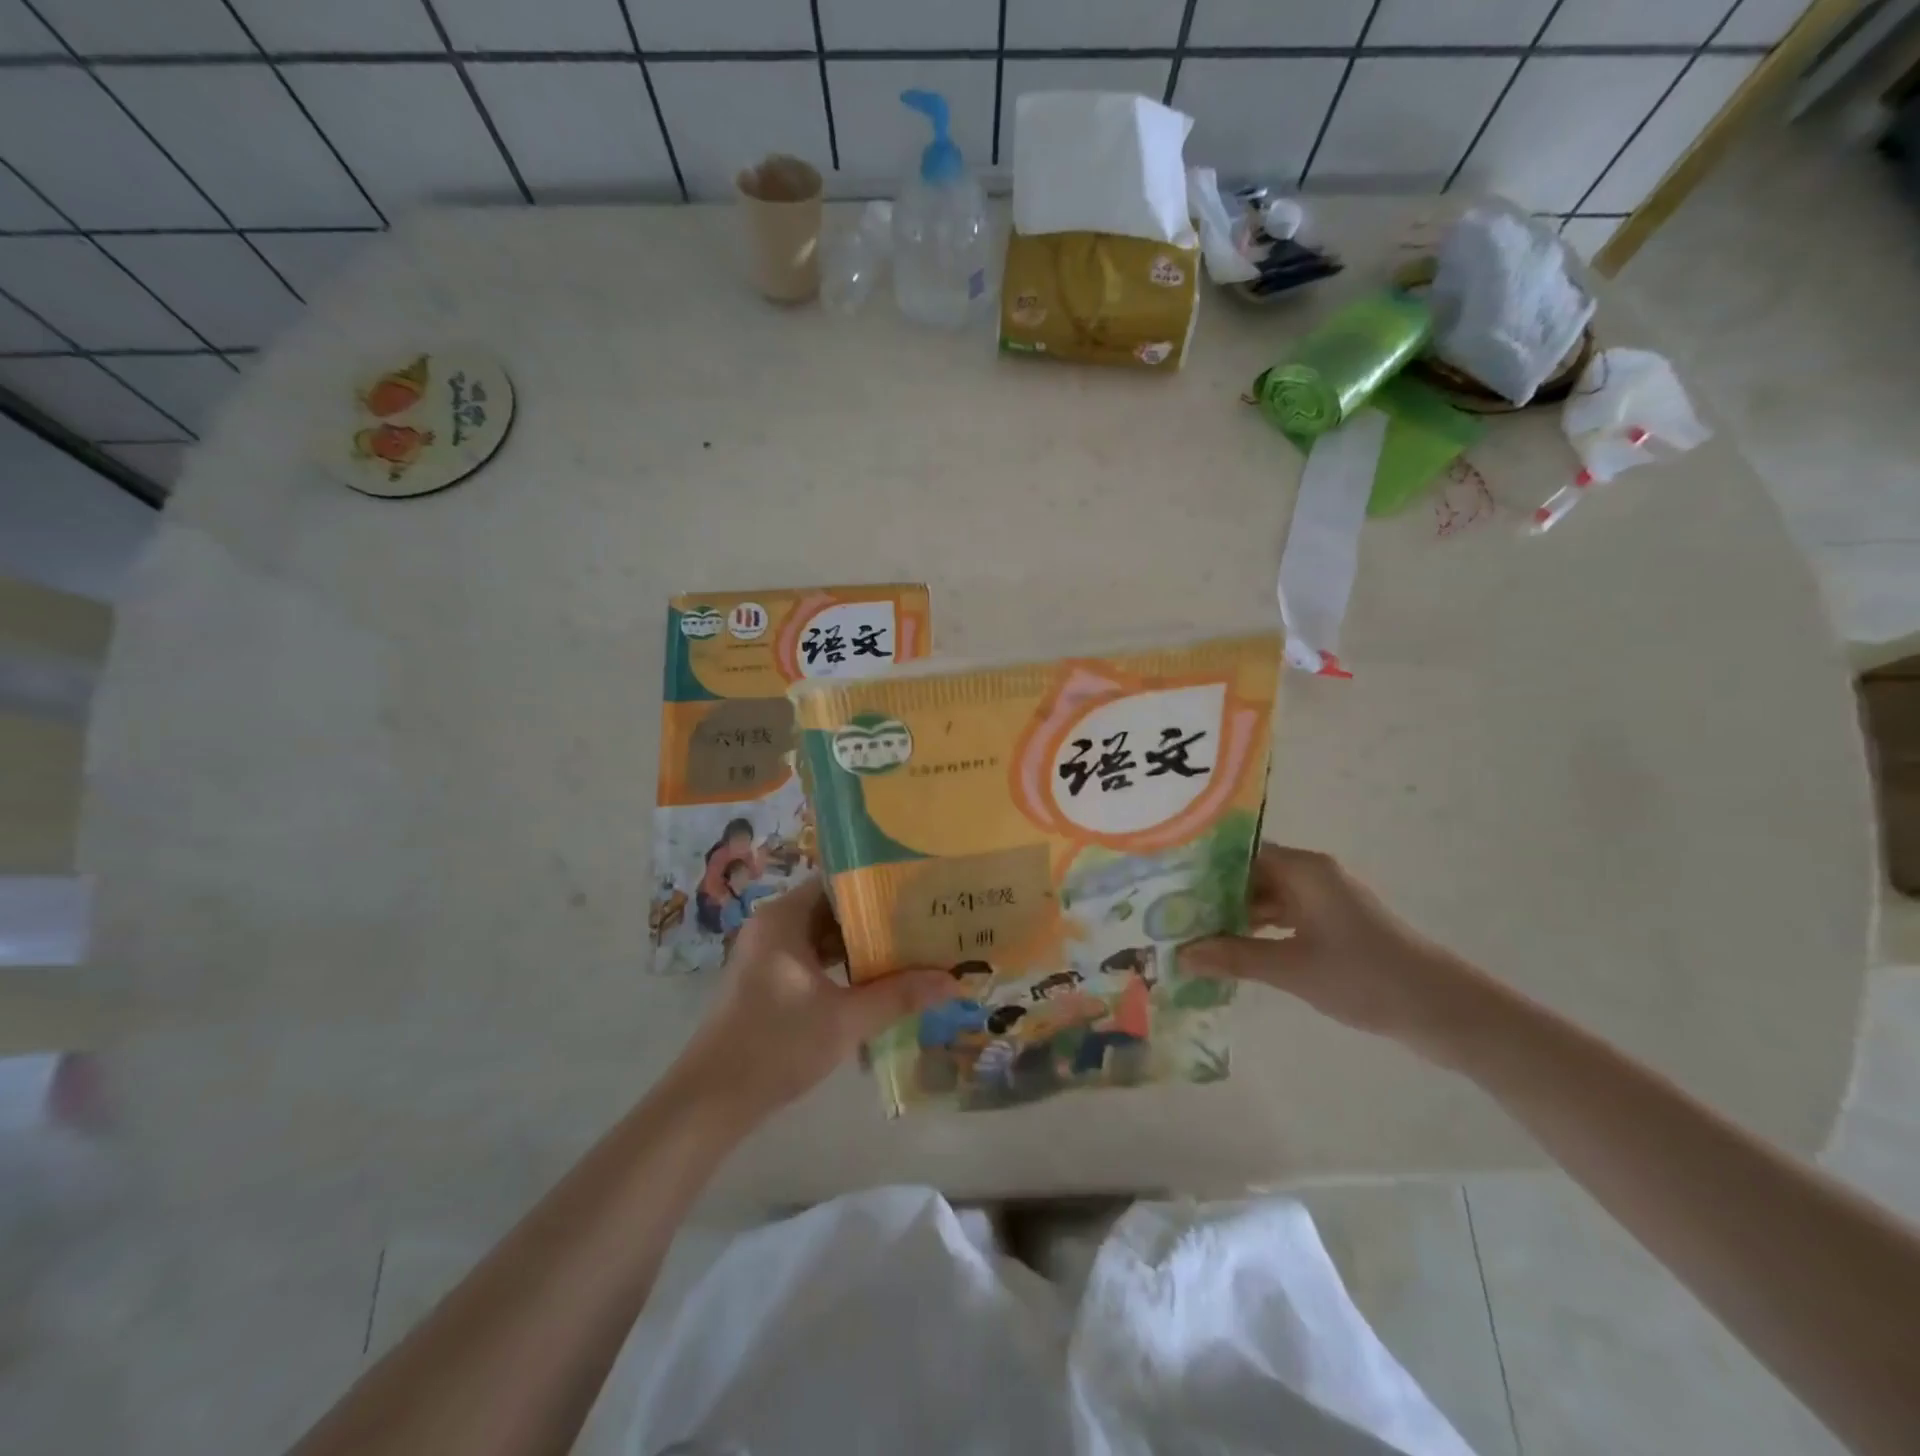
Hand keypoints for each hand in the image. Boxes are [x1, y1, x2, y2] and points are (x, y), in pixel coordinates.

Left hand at [674, 878, 959, 1124]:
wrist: (711, 1101)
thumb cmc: (776, 1046)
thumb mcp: (845, 1019)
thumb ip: (900, 995)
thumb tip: (954, 981)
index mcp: (783, 918)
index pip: (838, 882)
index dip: (878, 885)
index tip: (917, 890)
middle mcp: (773, 926)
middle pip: (833, 908)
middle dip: (876, 918)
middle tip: (923, 919)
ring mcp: (767, 954)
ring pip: (823, 936)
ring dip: (860, 944)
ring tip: (910, 945)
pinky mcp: (768, 980)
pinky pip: (813, 958)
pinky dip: (841, 965)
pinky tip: (876, 978)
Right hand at [1183, 844, 1483, 1049]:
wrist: (1444, 1011)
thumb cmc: (1366, 977)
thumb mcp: (1292, 968)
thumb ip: (1234, 957)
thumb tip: (1180, 955)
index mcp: (1305, 870)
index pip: (1240, 853)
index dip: (1203, 866)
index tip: (1165, 883)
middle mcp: (1313, 876)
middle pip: (1251, 875)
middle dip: (1212, 895)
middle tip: (1168, 912)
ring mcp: (1325, 902)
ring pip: (1265, 899)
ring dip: (1234, 916)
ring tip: (1190, 932)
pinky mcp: (1334, 927)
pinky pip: (1283, 919)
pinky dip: (1258, 932)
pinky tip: (1230, 950)